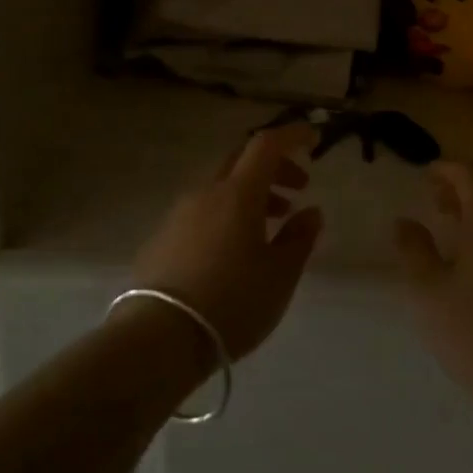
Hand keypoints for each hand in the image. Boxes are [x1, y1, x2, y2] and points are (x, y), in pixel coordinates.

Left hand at [129, 124, 323, 360]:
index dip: (292, 135)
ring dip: (251, 194)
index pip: (266, 144)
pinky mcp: (163, 237)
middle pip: (242, 160)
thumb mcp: (279, 276)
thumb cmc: (231, 302)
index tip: (313, 139)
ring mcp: (179, 213)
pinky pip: (203, 210)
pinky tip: (234, 248)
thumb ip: (299, 238)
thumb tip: (311, 212)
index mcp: (238, 193)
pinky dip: (227, 213)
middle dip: (274, 167)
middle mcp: (206, 192)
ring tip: (272, 224)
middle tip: (298, 188)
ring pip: (221, 186)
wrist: (159, 338)